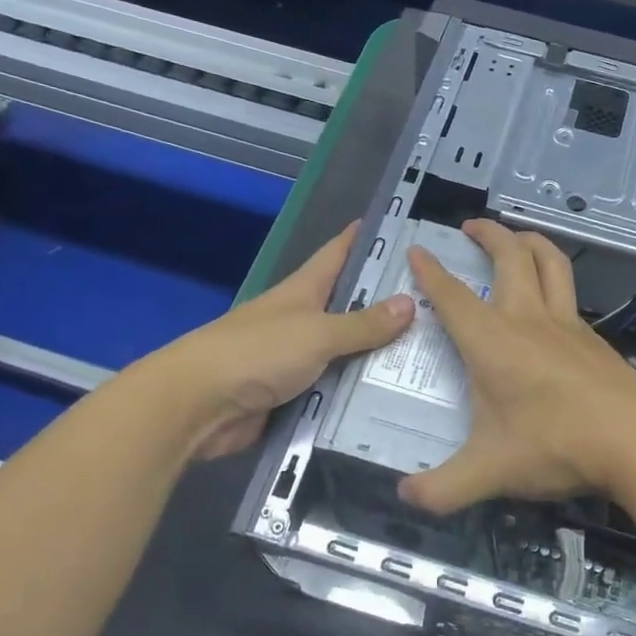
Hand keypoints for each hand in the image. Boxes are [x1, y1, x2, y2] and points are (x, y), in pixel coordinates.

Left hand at [174, 224, 413, 458]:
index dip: (366, 239)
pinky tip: (395, 399)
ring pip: (347, 353)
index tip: (402, 228)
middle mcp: (302, 320)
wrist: (197, 406)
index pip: (339, 254)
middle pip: (350, 306)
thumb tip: (409, 303)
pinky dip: (359, 394)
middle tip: (439, 305)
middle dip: (389, 305)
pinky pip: (335, 391)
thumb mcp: (316, 333)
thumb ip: (362, 323)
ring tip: (430, 357)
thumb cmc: (256, 353)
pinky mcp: (294, 396)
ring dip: (378, 357)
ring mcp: (297, 359)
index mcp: (303, 291)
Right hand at [398, 220, 635, 512]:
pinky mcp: (594, 338)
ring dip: (530, 241)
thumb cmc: (556, 446)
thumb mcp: (489, 473)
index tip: (417, 249)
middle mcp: (528, 320)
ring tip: (516, 238)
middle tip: (471, 226)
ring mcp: (567, 325)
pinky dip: (555, 277)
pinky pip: (569, 292)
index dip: (431, 271)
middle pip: (510, 257)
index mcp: (493, 341)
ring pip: (550, 263)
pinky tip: (551, 298)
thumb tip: (405, 496)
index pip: (453, 296)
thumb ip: (442, 488)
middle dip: (488, 234)